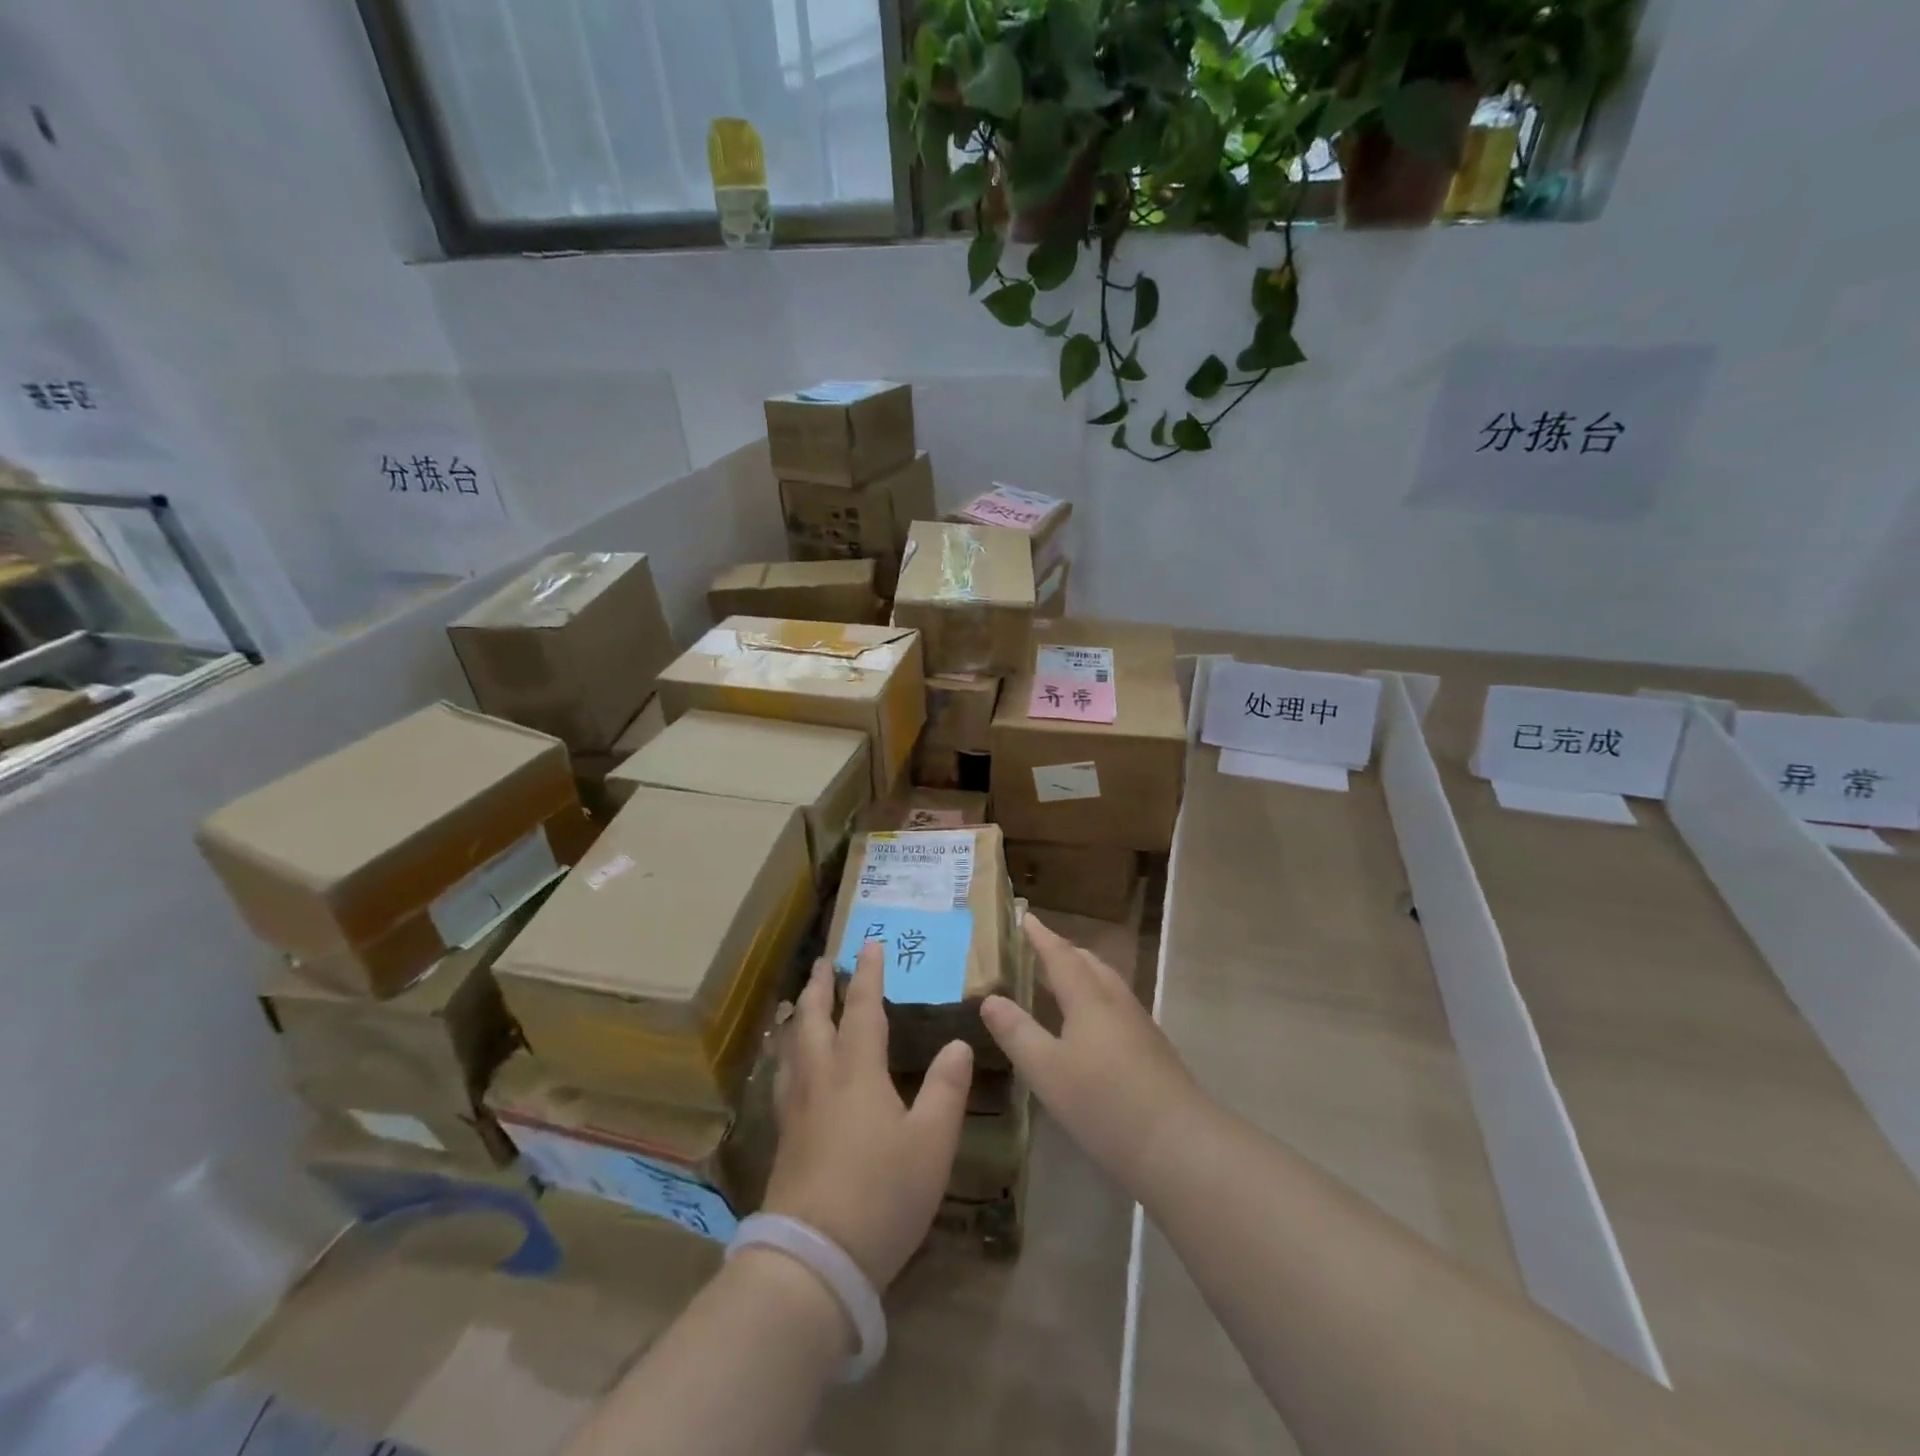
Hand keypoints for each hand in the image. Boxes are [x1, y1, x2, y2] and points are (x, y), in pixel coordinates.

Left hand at [762, 943, 973, 1288]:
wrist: (814, 1258)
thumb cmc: (881, 1194)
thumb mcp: (931, 1142)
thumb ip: (946, 1088)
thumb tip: (958, 1043)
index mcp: (857, 1071)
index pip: (862, 1008)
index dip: (867, 973)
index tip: (869, 943)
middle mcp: (820, 1079)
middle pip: (813, 1019)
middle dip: (819, 987)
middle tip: (822, 962)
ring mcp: (795, 1109)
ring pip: (791, 1047)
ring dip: (797, 1016)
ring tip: (796, 1003)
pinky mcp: (783, 1138)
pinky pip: (782, 1077)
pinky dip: (786, 1055)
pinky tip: (788, 1068)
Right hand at [981, 916, 1204, 1199]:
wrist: (1178, 1144)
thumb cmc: (1104, 1102)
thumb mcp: (1046, 1070)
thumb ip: (1016, 1032)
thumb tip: (990, 999)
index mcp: (1089, 998)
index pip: (1060, 955)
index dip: (1041, 936)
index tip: (1025, 916)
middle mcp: (1115, 1001)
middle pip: (1088, 963)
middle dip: (1063, 951)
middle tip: (1038, 948)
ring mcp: (1138, 1024)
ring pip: (1106, 984)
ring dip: (1082, 973)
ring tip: (1059, 981)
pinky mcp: (1151, 1048)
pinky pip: (1116, 1005)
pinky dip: (1095, 998)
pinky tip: (1088, 1025)